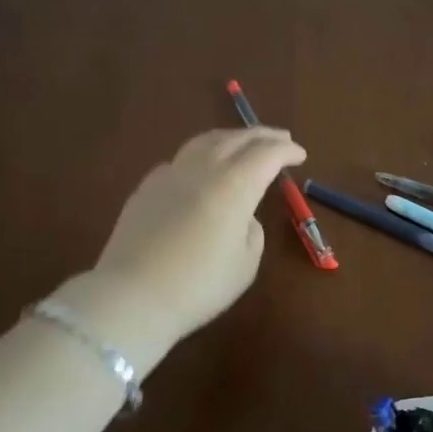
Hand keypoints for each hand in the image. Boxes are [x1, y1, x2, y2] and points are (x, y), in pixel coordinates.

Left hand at [88, 126, 306, 349]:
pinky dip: (201, 155)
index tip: (300, 154)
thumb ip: (251, 231)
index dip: (287, 151)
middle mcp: (203, 169)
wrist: (132, 296)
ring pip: (205, 141)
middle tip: (281, 138)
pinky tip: (202, 169)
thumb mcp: (246, 264)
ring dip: (231, 138)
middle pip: (237, 139)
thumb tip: (242, 215)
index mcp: (235, 185)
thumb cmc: (199, 285)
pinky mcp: (146, 187)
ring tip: (243, 143)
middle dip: (263, 135)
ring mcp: (170, 174)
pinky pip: (180, 159)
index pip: (267, 154)